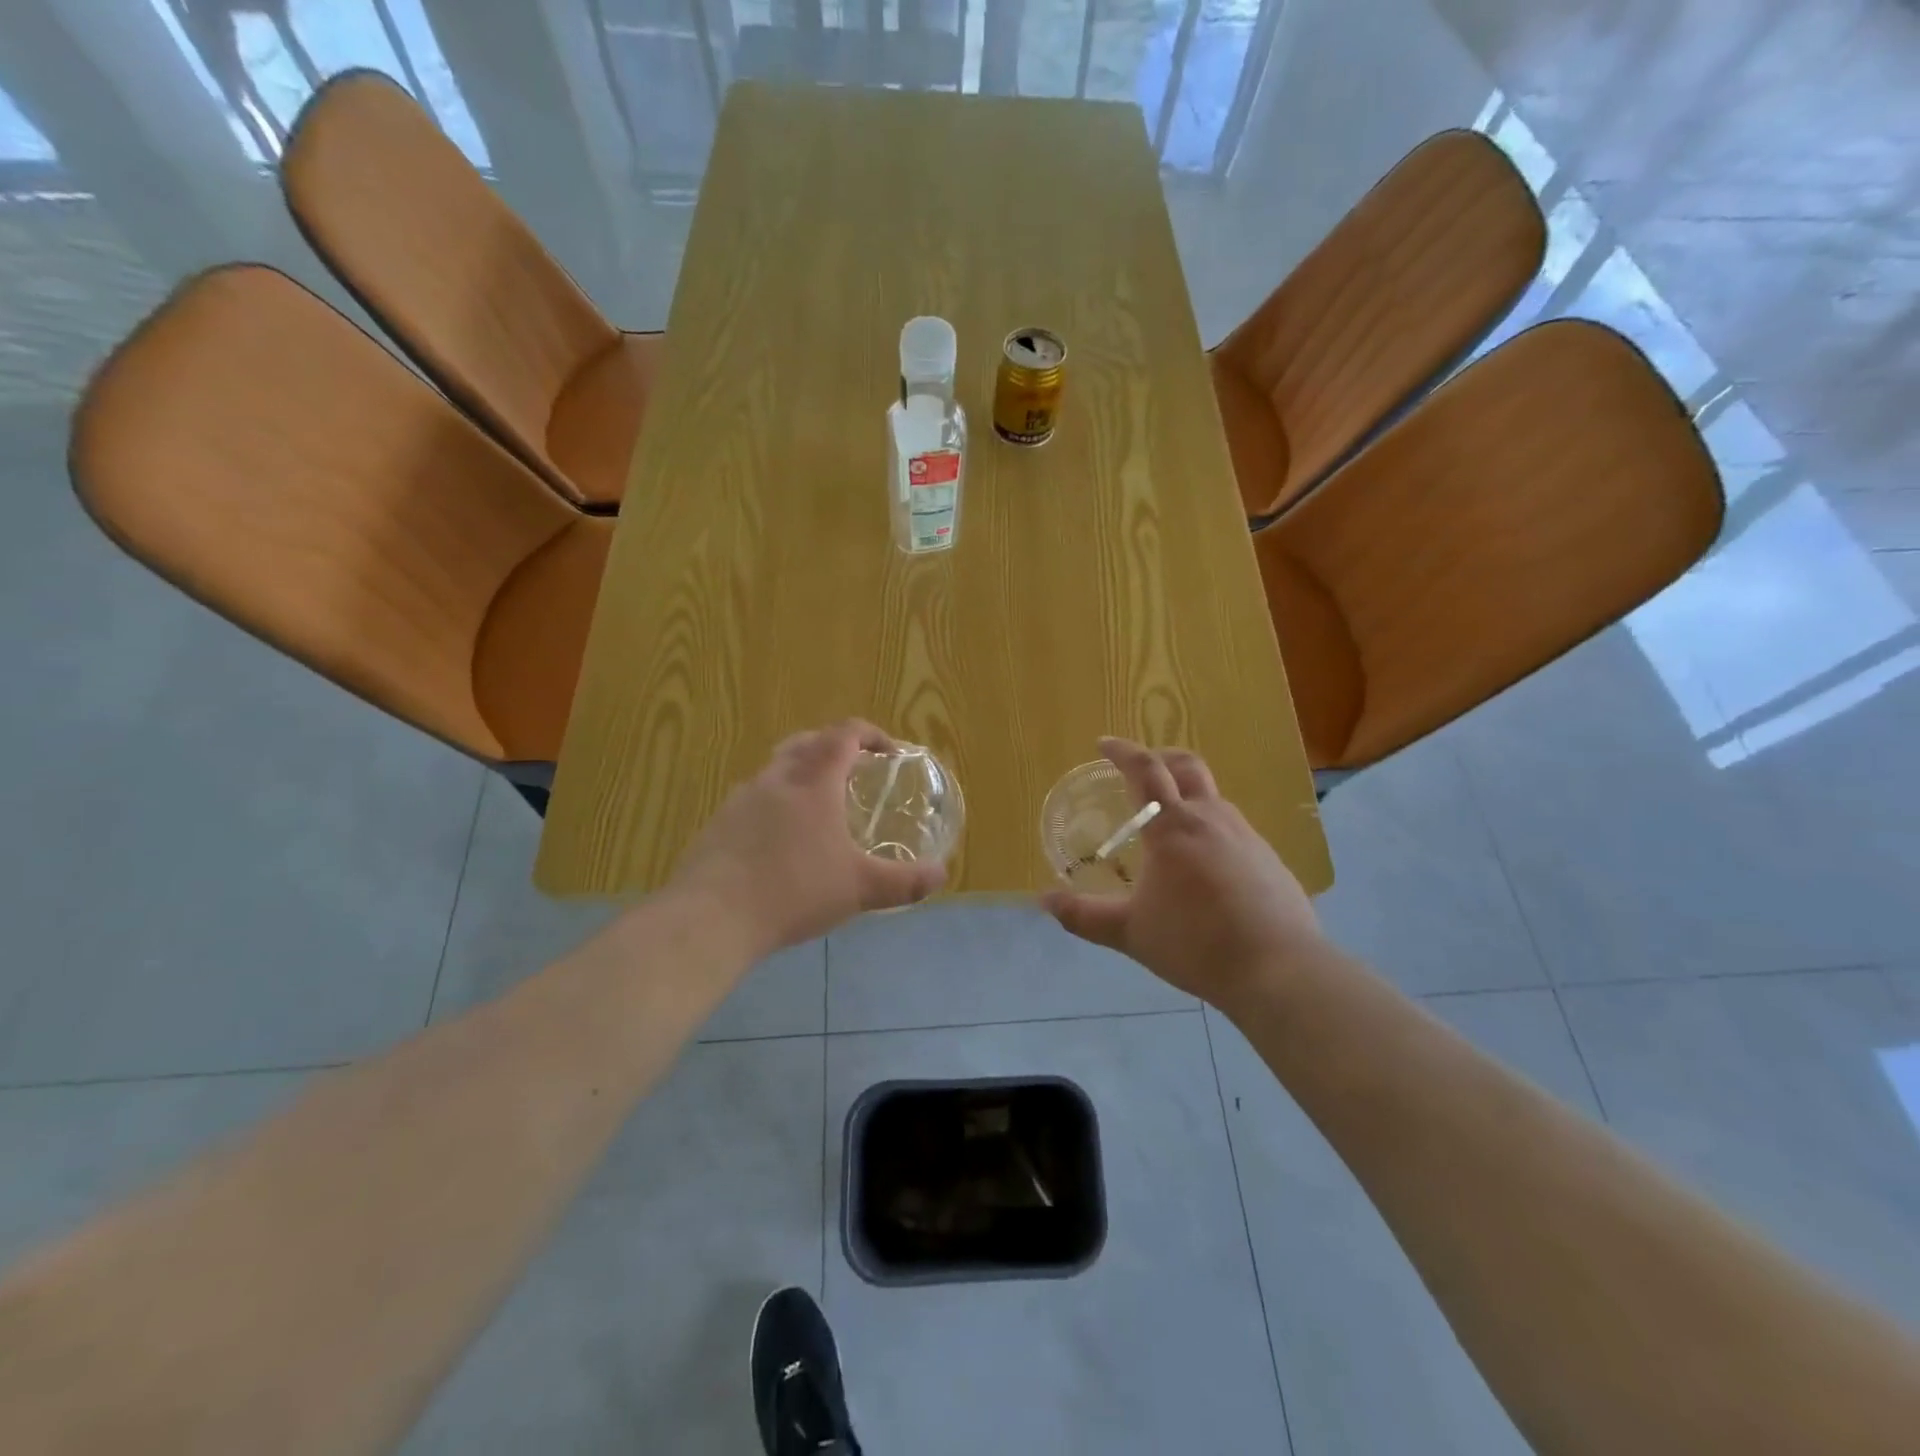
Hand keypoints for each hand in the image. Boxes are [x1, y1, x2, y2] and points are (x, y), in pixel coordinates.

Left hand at [673, 720, 945, 953]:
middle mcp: (776, 779)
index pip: (844, 735)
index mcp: (813, 782)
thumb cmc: (794, 891)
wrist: (712, 917)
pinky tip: (780, 843)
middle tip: (854, 770)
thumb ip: (904, 882)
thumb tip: (941, 875)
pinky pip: (753, 800)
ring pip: (776, 770)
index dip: (870, 734)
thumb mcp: (859, 889)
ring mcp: (741, 799)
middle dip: (833, 747)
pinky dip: (775, 805)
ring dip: (801, 775)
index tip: (889, 751)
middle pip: (806, 742)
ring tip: (818, 809)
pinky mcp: (718, 824)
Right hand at [1040, 738, 1323, 1008]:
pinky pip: (1233, 827)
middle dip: (1159, 757)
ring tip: (1168, 821)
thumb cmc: (1196, 943)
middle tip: (1139, 767)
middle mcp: (1211, 818)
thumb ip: (1083, 915)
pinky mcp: (1270, 859)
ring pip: (1212, 796)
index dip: (1122, 751)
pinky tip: (1205, 863)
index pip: (1145, 770)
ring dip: (1186, 793)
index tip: (1103, 743)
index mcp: (1173, 827)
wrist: (1280, 970)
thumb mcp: (1130, 932)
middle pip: (1186, 766)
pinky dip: (1209, 826)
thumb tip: (1043, 900)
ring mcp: (1247, 836)